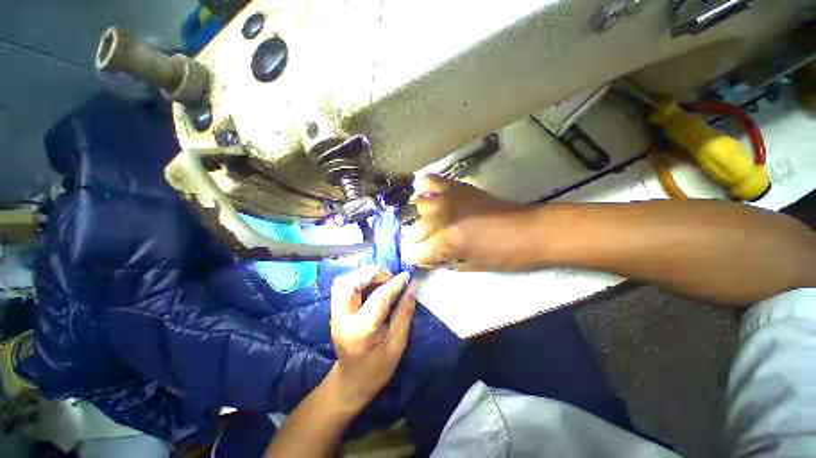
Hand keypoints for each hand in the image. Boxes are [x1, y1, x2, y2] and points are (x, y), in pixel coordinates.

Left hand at [329, 266, 415, 411]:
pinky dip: (359, 278)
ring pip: (345, 280)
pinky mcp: (334, 308)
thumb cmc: (378, 367)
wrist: (351, 380)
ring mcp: (334, 312)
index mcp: (360, 331)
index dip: (395, 284)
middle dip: (374, 274)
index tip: (407, 276)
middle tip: (391, 280)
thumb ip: (404, 312)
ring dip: (365, 275)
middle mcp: (341, 318)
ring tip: (382, 281)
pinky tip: (372, 285)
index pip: (378, 298)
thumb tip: (411, 285)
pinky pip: (344, 283)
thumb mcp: (397, 343)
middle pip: (352, 282)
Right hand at [402, 174, 531, 269]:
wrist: (529, 231)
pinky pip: (430, 180)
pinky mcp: (457, 187)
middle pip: (413, 230)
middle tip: (424, 244)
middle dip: (415, 241)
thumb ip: (442, 262)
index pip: (414, 253)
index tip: (418, 259)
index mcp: (446, 243)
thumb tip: (425, 260)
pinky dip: (424, 187)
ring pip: (418, 204)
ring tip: (428, 221)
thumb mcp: (470, 267)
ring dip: (420, 216)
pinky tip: (429, 195)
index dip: (415, 258)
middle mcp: (442, 219)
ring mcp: (448, 199)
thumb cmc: (503, 255)